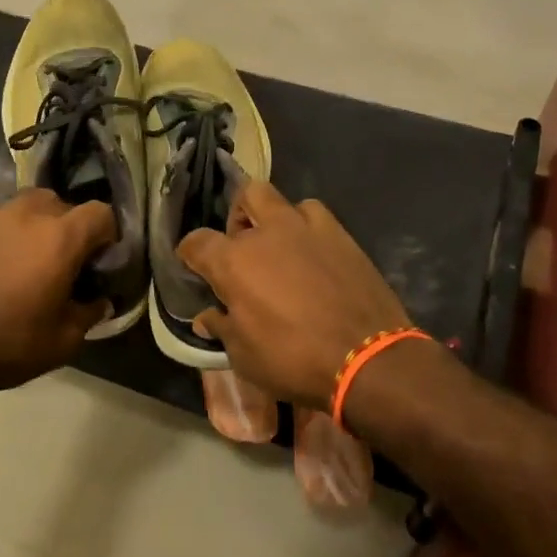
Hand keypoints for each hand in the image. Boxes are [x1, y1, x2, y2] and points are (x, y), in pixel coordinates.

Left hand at [0, 190, 114, 396]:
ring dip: (31, 229)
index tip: (99, 259)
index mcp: (60, 238)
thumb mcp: (62, 342)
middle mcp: (27, 215)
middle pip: (60, 203)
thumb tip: (99, 301)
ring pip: (23, 209)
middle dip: (67, 227)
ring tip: (22, 264)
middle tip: (61, 261)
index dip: (107, 233)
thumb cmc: (5, 344)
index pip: (100, 212)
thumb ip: (89, 313)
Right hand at [178, 183, 411, 409]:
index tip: (192, 265)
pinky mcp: (341, 235)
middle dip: (238, 215)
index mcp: (235, 262)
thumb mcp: (245, 357)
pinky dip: (308, 228)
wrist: (367, 359)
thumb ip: (222, 328)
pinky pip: (316, 216)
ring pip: (283, 201)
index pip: (197, 242)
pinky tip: (313, 253)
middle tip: (243, 245)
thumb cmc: (295, 360)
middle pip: (245, 196)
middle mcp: (267, 233)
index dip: (189, 253)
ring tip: (282, 247)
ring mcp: (307, 229)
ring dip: (276, 219)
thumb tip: (206, 317)